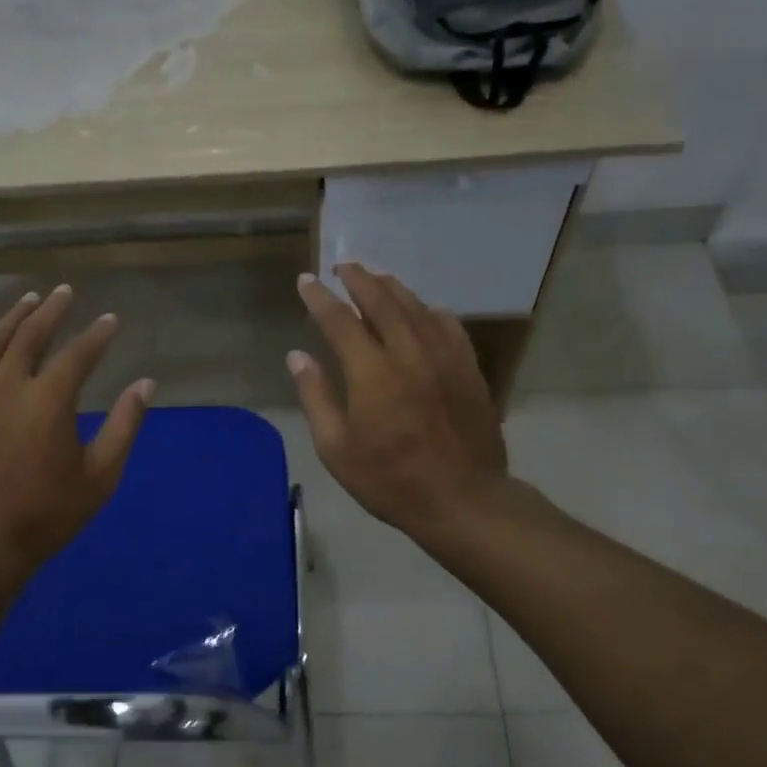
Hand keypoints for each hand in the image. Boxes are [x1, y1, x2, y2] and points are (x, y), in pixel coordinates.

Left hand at [0, 285, 152, 580]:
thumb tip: (145, 384)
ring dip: (11, 319)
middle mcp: (7, 387)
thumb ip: (123, 426)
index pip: (78, 354)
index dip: (97, 335)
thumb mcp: (99, 477)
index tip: (110, 320)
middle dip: (51, 310)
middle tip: (64, 292)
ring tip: (26, 300)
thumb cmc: (46, 514)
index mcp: (48, 400)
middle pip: (30, 336)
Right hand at [288, 265, 508, 535]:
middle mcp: (409, 353)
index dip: (320, 298)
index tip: (306, 281)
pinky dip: (432, 312)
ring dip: (393, 288)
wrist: (463, 500)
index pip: (340, 320)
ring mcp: (445, 358)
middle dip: (359, 279)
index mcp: (372, 372)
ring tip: (377, 278)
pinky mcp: (469, 370)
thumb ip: (316, 397)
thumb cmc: (390, 480)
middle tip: (343, 266)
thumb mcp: (337, 449)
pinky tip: (426, 310)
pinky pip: (450, 327)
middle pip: (382, 301)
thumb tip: (297, 356)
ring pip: (417, 308)